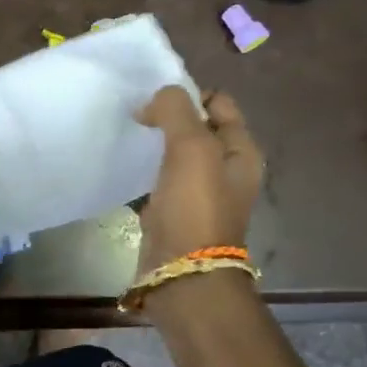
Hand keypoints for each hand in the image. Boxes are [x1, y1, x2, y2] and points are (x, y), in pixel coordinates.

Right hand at [133, 86, 264, 280]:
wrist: (182, 272)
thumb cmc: (195, 207)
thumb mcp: (192, 147)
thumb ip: (176, 110)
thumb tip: (156, 99)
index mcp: (241, 151)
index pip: (219, 103)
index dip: (190, 94)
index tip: (157, 100)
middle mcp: (225, 170)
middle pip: (196, 128)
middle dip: (168, 117)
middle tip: (138, 116)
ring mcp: (199, 193)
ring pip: (175, 154)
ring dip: (154, 144)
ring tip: (129, 137)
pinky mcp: (173, 212)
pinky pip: (157, 180)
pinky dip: (143, 171)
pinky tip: (125, 168)